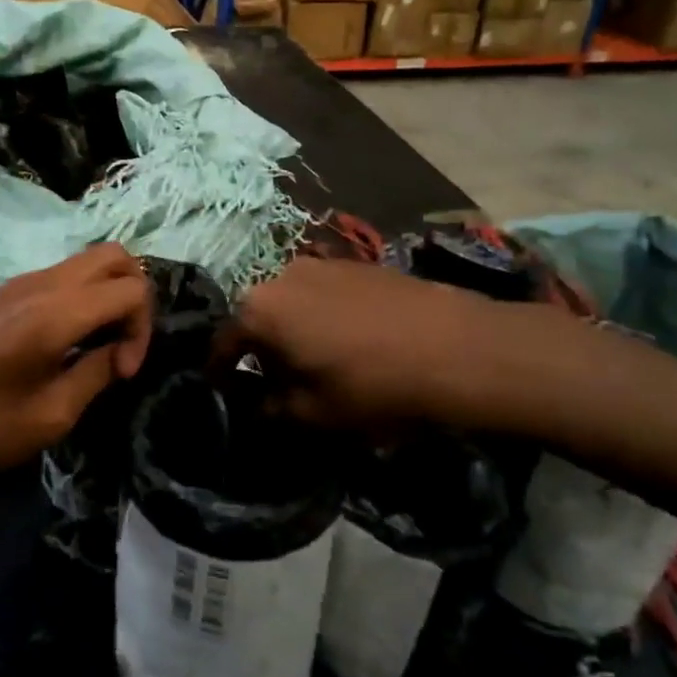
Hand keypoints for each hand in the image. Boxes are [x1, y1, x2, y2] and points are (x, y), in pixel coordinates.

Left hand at [0, 244, 153, 485]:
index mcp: (55, 313)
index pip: (131, 289)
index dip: (142, 329)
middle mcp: (41, 283)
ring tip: (100, 344)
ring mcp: (21, 281)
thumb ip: (97, 373)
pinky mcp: (7, 291)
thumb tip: (120, 352)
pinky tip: (71, 340)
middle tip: (122, 344)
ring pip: (90, 260)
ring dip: (109, 293)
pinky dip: (85, 295)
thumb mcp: (51, 416)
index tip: (123, 371)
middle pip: (115, 256)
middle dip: (134, 296)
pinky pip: (65, 275)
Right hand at [228, 257, 582, 431]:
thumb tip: (260, 402)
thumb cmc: (372, 385)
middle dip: (261, 348)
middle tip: (277, 380)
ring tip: (316, 358)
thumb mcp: (314, 414)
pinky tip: (348, 338)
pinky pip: (322, 291)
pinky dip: (322, 313)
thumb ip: (272, 409)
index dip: (221, 372)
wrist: (454, 345)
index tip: (225, 391)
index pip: (223, 344)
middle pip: (257, 316)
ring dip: (293, 328)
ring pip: (290, 301)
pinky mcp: (355, 262)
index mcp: (259, 310)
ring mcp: (320, 262)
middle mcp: (280, 275)